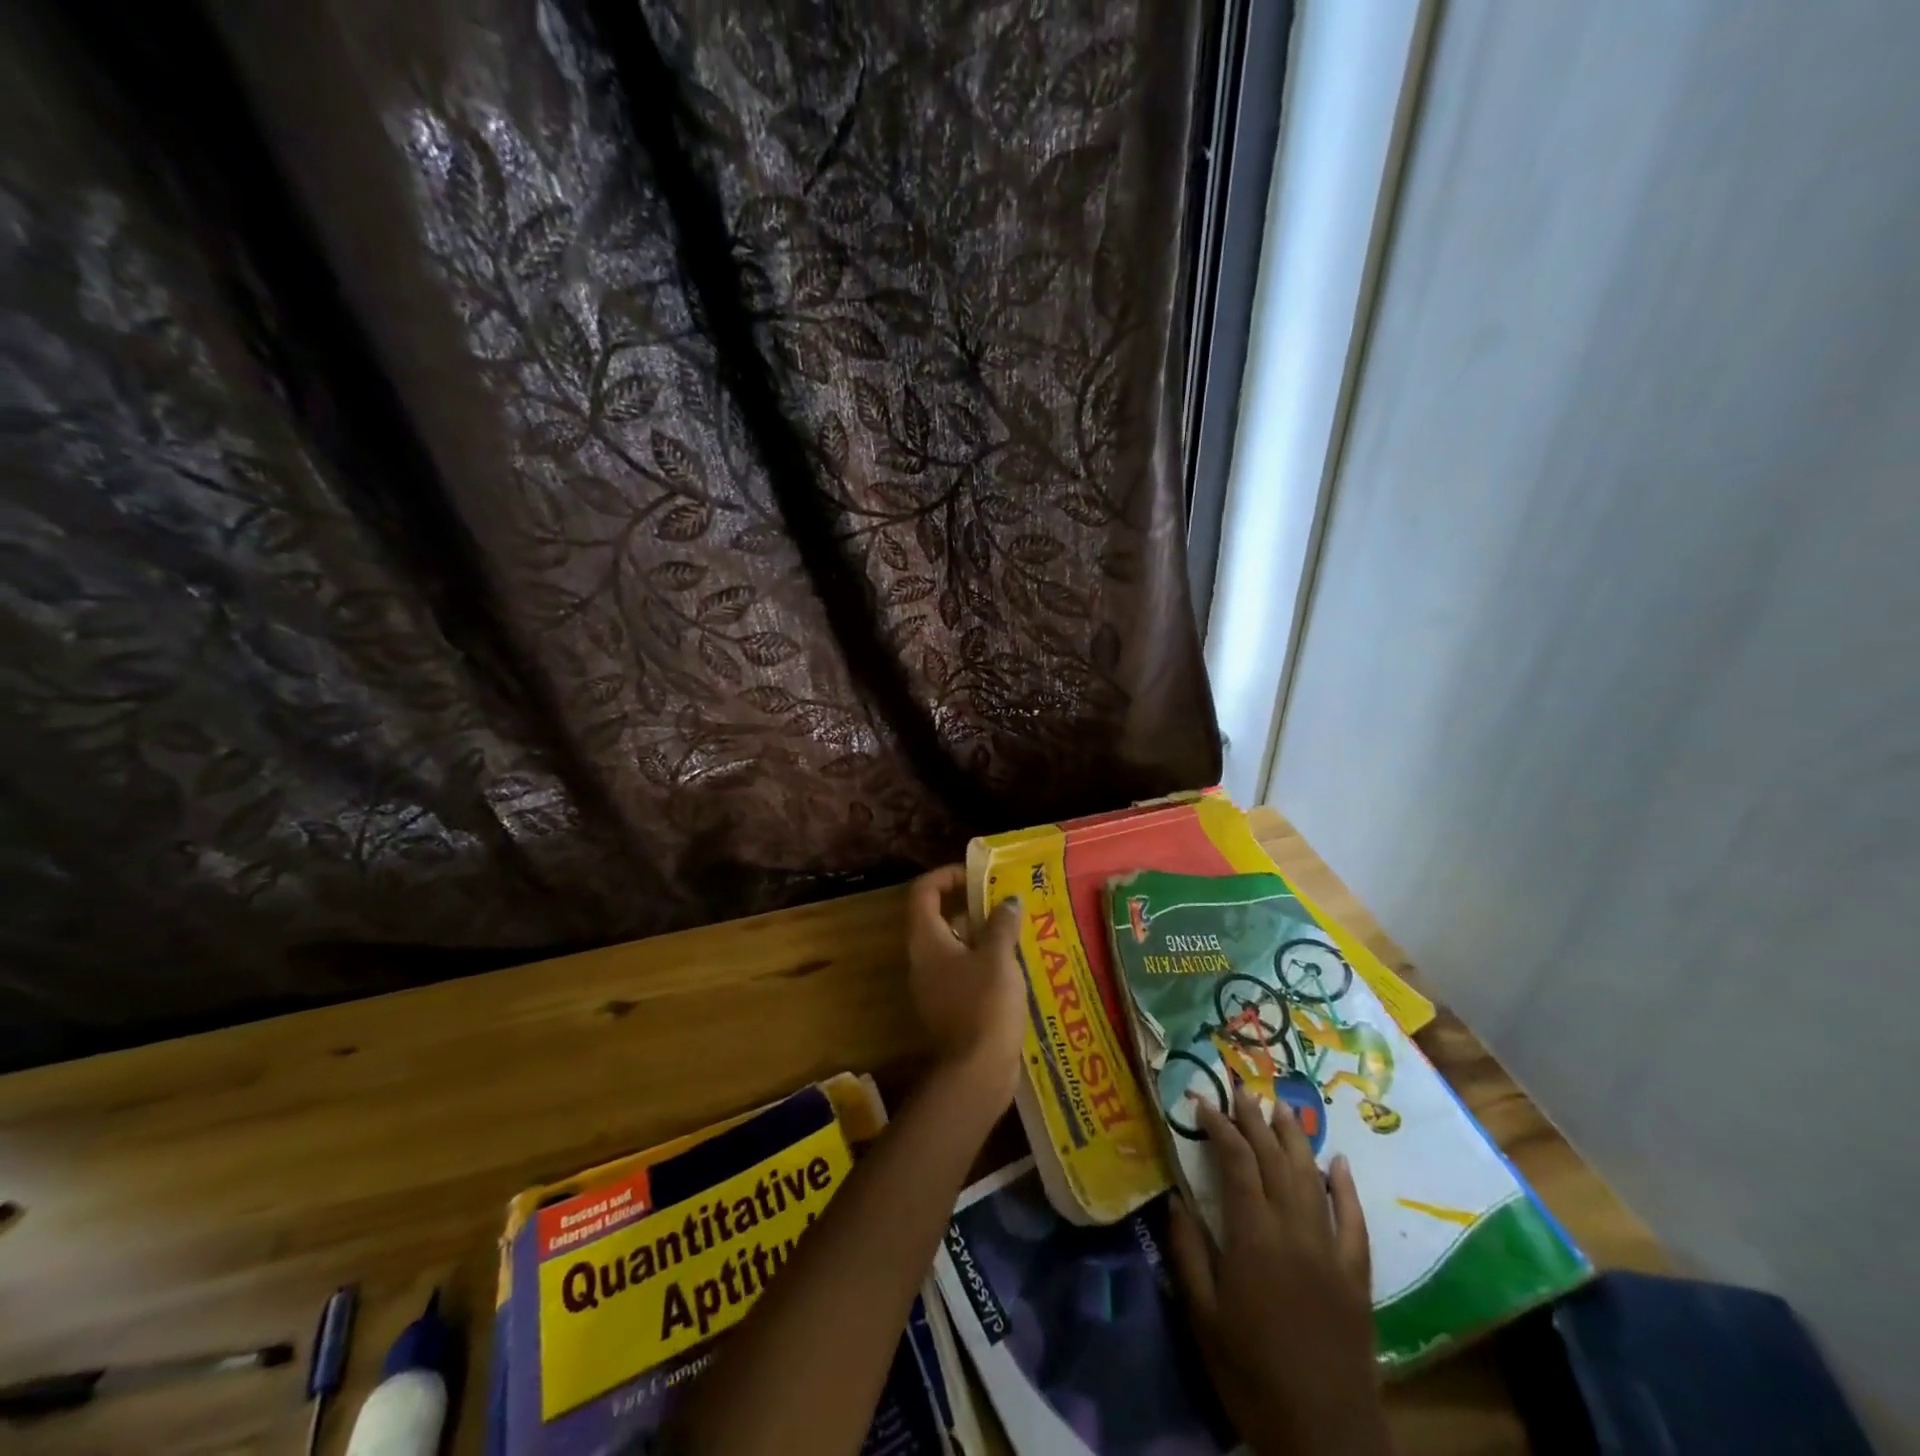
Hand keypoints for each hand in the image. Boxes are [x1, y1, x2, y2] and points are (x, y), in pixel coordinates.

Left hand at [904, 865, 1025, 1107]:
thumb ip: (1001, 924)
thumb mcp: (998, 958)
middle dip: (971, 903)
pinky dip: (985, 959)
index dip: (947, 875)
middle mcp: (924, 958)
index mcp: (927, 940)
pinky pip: (965, 969)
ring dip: (982, 932)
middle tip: (1005, 899)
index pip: (924, 892)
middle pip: (939, 916)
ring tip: (1017, 926)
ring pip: (955, 944)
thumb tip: (1008, 900)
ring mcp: (936, 984)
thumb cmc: (984, 1005)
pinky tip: (1016, 962)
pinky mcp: (951, 1006)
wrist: (976, 1072)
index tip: (978, 875)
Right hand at [1168, 1090, 1391, 1455]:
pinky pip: (1353, 1220)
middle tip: (1241, 1090)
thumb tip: (1175, 1199)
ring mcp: (1330, 1251)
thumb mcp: (1203, 1317)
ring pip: (1313, 1178)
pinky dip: (1346, 1187)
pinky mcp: (1357, 1276)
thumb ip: (1188, 1252)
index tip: (1202, 1103)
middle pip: (1275, 1160)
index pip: (1237, 1164)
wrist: (1326, 1438)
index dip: (1220, 1128)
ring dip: (1296, 1138)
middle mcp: (1294, 1231)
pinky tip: (1338, 1163)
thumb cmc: (1252, 1375)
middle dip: (1256, 1120)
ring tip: (1281, 1107)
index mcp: (1254, 1237)